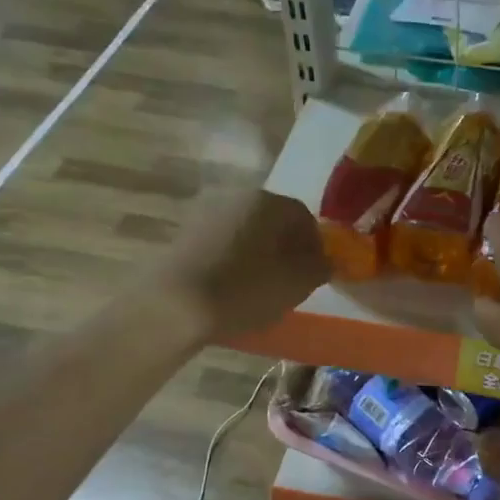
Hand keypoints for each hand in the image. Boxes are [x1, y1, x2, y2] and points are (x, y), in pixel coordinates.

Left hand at [154, 188, 327, 339]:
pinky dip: (233, 262)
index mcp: (268, 201)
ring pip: (247, 233)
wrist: (175, 304)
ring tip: (260, 289)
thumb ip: (320, 267)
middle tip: (289, 282)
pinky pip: (222, 245)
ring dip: (258, 256)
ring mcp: (205, 214)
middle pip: (273, 222)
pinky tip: (232, 289)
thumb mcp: (297, 283)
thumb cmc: (246, 288)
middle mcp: (237, 196)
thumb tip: (324, 260)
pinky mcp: (184, 235)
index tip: (314, 274)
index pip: (304, 217)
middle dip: (286, 249)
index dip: (315, 246)